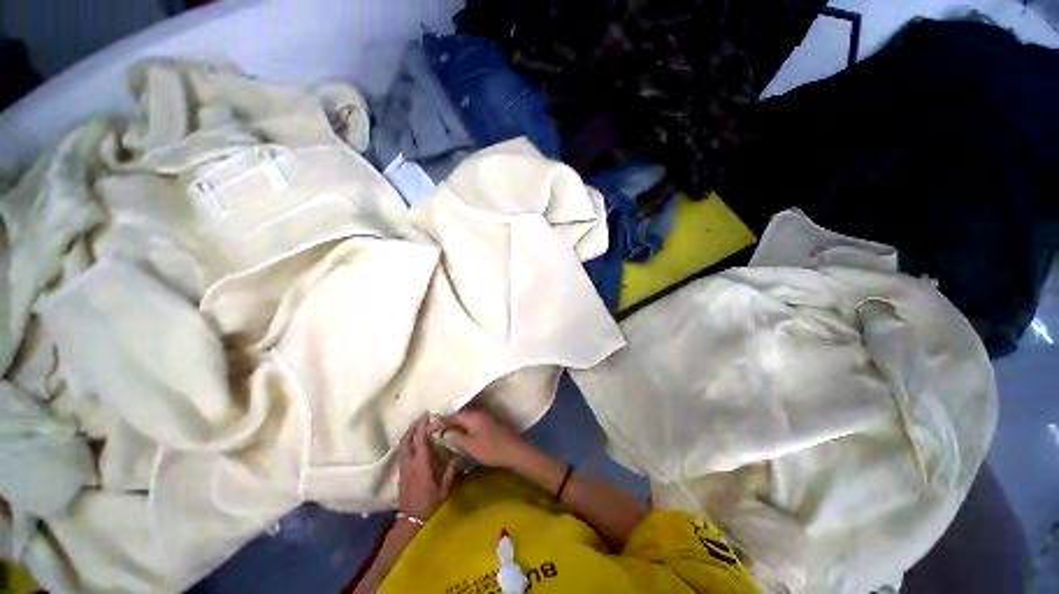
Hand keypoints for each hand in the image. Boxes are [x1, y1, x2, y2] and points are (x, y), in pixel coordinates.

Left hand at [398, 416, 457, 520]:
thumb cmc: (429, 503)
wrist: (411, 519)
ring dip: (409, 433)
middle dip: (413, 427)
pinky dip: (407, 442)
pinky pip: (403, 451)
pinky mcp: (401, 472)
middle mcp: (409, 462)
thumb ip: (450, 470)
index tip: (428, 415)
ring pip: (402, 445)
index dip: (422, 426)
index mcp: (421, 464)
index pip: (420, 440)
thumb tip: (456, 455)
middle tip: (421, 418)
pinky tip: (414, 442)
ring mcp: (403, 467)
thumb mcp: (444, 488)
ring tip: (417, 426)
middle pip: (406, 440)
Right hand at [430, 406, 532, 468]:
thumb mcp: (471, 446)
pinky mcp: (489, 421)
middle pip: (459, 414)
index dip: (440, 421)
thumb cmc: (492, 450)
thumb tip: (444, 432)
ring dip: (455, 422)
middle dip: (447, 420)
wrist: (515, 450)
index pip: (452, 415)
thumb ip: (457, 438)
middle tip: (435, 429)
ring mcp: (485, 415)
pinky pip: (472, 420)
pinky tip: (460, 432)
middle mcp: (478, 412)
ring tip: (444, 430)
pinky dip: (463, 424)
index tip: (429, 428)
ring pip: (466, 417)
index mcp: (473, 416)